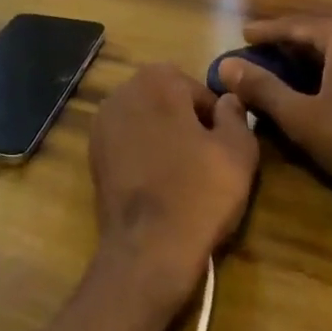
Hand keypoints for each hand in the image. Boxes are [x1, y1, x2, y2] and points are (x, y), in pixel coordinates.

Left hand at [89, 63, 259, 304]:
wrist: (147, 251)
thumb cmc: (198, 194)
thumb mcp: (238, 152)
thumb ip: (236, 115)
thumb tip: (229, 101)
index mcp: (158, 79)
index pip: (199, 92)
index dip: (215, 122)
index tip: (221, 152)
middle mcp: (124, 89)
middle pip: (170, 102)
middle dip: (187, 126)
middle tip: (204, 165)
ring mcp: (103, 121)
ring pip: (148, 121)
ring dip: (165, 139)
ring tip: (181, 177)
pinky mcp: (93, 151)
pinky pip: (129, 142)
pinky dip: (143, 156)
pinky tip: (157, 185)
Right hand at [218, 16, 331, 234]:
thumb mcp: (303, 117)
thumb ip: (262, 89)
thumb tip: (225, 64)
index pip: (293, 24)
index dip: (264, 32)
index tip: (241, 36)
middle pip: (315, 35)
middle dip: (284, 47)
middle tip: (256, 57)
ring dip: (305, 63)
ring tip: (280, 75)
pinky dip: (327, 76)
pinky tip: (317, 95)